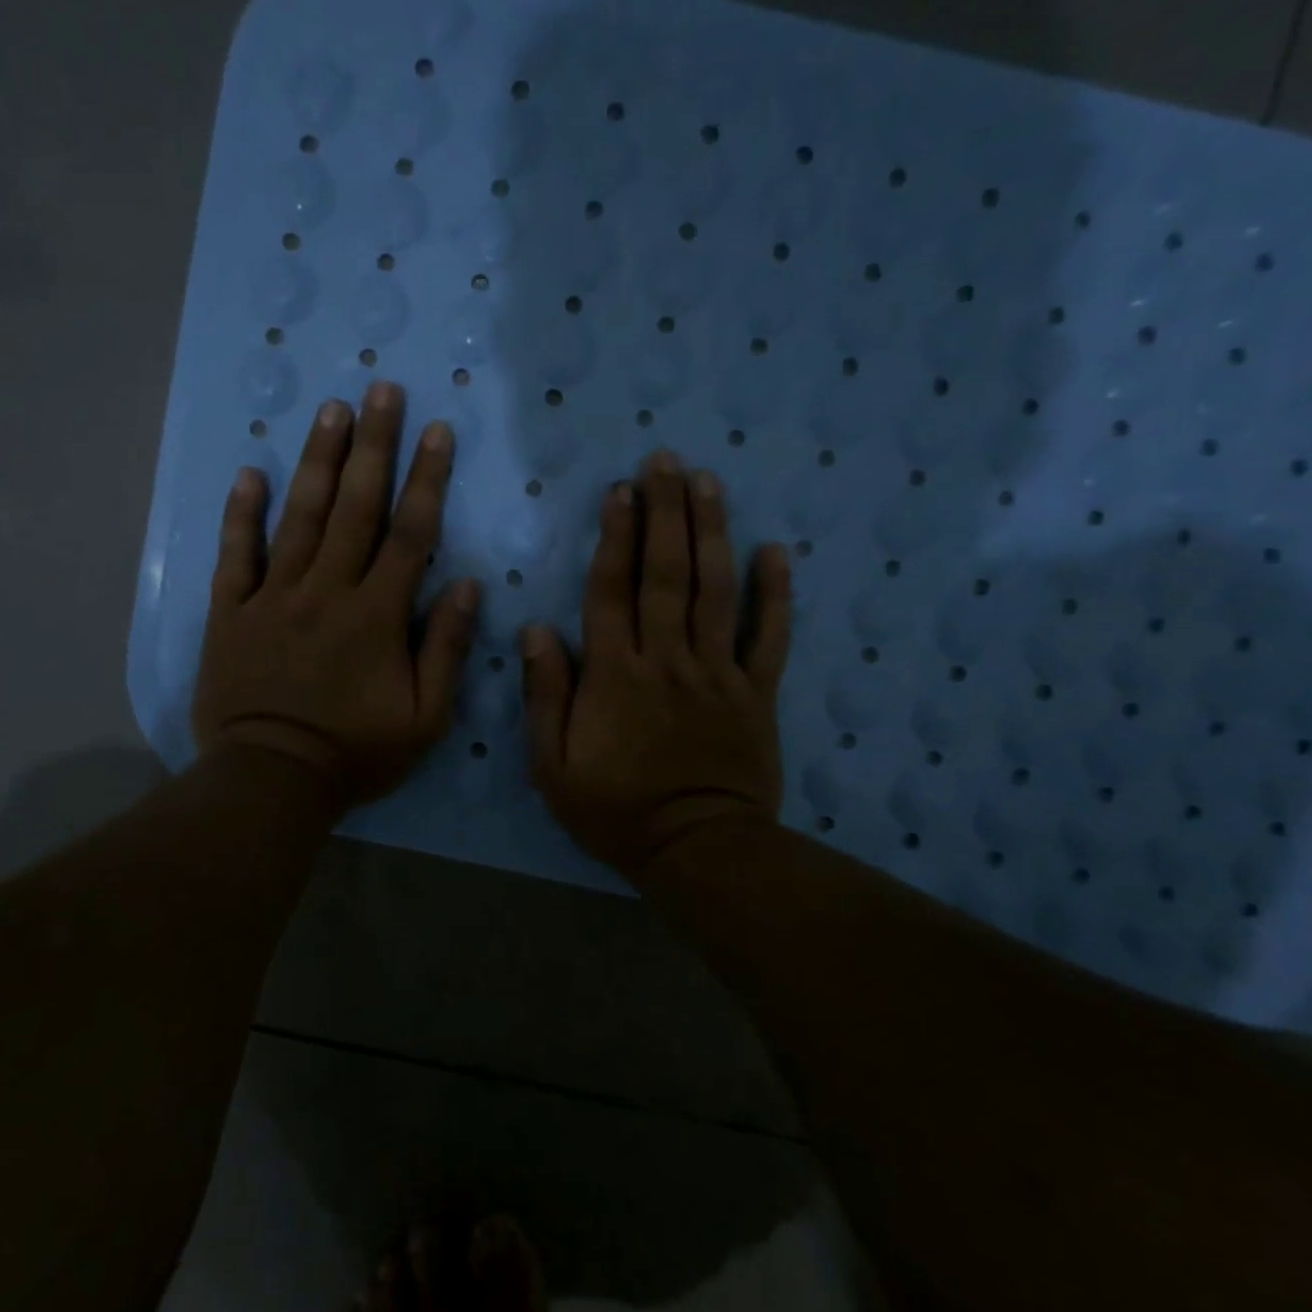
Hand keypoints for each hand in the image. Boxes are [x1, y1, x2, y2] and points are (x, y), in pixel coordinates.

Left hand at [192, 382, 480, 806]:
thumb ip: (447, 648)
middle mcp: (327, 590)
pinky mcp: (232, 612)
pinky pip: (237, 556)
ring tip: (332, 410)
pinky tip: (248, 472)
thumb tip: (469, 586)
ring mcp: (275, 597)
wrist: (271, 780)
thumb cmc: (357, 752)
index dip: (426, 479)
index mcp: (377, 615)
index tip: (437, 430)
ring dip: (318, 461)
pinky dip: (241, 514)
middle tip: (382, 390)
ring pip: (299, 517)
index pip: (410, 534)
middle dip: (373, 446)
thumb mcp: (425, 717)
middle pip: (355, 508)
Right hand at [521, 451, 791, 881]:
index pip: (612, 590)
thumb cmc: (616, 810)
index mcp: (615, 674)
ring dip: (711, 532)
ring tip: (707, 482)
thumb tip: (536, 629)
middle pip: (666, 574)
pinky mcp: (756, 692)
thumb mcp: (553, 766)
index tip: (619, 489)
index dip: (615, 536)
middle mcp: (667, 659)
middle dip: (664, 512)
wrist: (697, 850)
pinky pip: (769, 636)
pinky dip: (775, 593)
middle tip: (665, 460)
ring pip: (715, 591)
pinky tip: (776, 551)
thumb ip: (545, 694)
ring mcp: (718, 672)